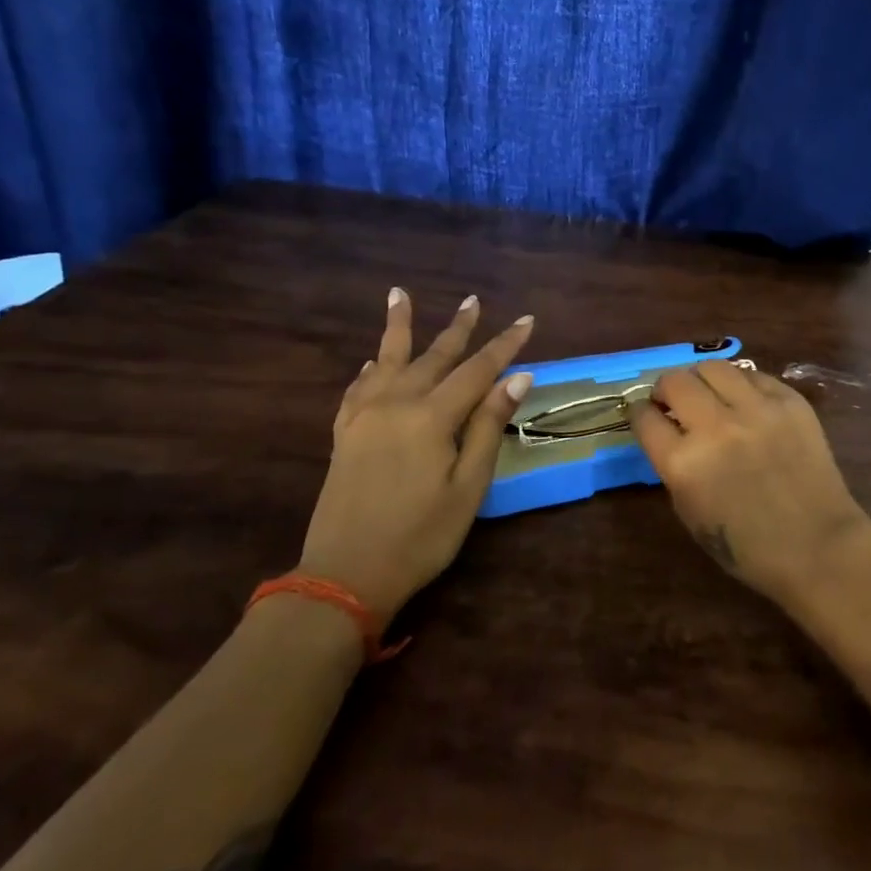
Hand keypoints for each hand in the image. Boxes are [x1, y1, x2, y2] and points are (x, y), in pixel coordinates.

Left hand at [298, 289, 536, 625]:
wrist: (344, 576)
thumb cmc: (420, 536)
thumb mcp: (468, 487)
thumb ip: (488, 427)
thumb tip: (518, 377)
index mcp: (430, 417)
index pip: (477, 369)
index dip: (505, 344)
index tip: (526, 320)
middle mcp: (395, 404)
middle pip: (433, 356)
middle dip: (458, 328)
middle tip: (472, 299)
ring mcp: (364, 417)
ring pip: (387, 359)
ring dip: (398, 326)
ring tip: (398, 294)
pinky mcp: (345, 434)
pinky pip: (359, 387)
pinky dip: (370, 368)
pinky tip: (374, 360)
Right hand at [629, 361, 870, 605]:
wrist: (818, 546)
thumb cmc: (748, 545)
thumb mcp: (690, 512)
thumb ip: (673, 465)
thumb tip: (667, 429)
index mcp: (684, 464)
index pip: (645, 417)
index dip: (641, 413)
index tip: (647, 414)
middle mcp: (716, 427)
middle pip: (674, 381)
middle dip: (666, 389)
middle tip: (674, 401)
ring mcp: (756, 409)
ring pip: (712, 367)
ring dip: (701, 379)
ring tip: (708, 394)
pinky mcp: (789, 400)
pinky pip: (752, 375)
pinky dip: (740, 385)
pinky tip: (744, 401)